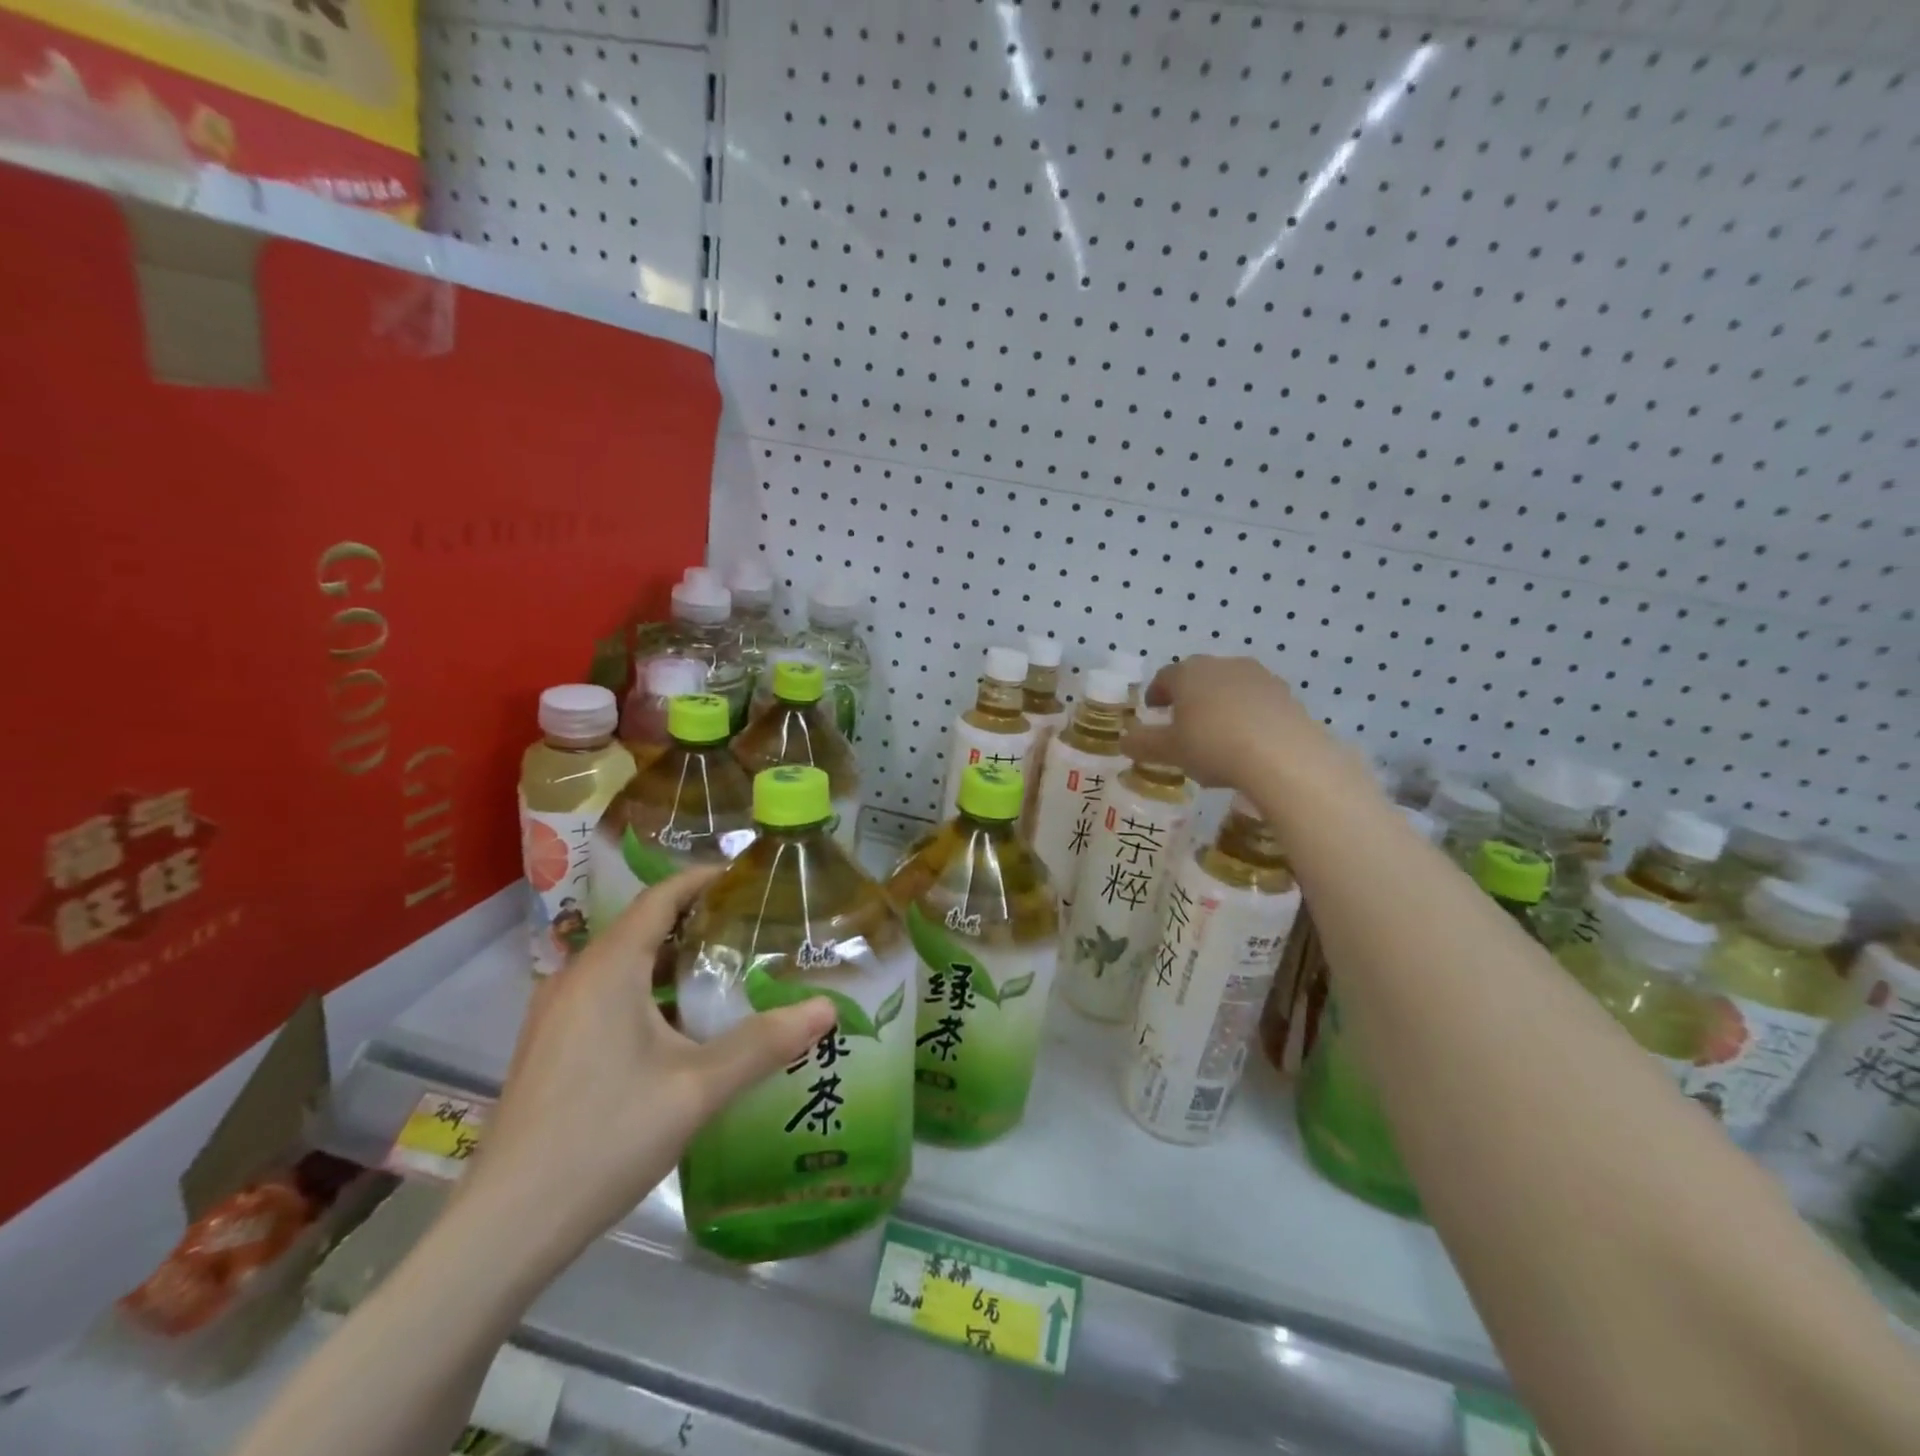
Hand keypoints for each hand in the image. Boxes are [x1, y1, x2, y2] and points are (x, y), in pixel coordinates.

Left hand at [456, 869, 836, 1266]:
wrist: (505, 1229)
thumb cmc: (605, 1138)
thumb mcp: (697, 1089)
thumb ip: (764, 1043)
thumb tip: (827, 1008)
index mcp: (608, 969)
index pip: (660, 897)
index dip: (703, 878)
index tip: (748, 876)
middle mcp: (576, 978)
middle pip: (642, 926)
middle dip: (697, 919)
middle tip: (754, 926)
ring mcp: (555, 1014)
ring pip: (623, 964)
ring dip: (672, 958)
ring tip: (727, 969)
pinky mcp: (549, 1047)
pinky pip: (606, 994)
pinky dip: (648, 989)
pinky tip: (681, 1025)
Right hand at [1121, 655, 1370, 793]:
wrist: (1284, 756)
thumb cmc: (1213, 746)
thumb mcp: (1170, 751)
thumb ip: (1143, 744)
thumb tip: (1125, 741)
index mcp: (1188, 673)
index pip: (1164, 677)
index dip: (1156, 693)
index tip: (1153, 710)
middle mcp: (1222, 665)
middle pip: (1198, 677)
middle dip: (1188, 697)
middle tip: (1183, 722)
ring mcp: (1258, 676)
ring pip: (1229, 687)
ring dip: (1219, 704)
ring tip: (1217, 733)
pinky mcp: (1286, 694)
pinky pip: (1256, 702)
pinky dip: (1247, 715)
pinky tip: (1247, 741)